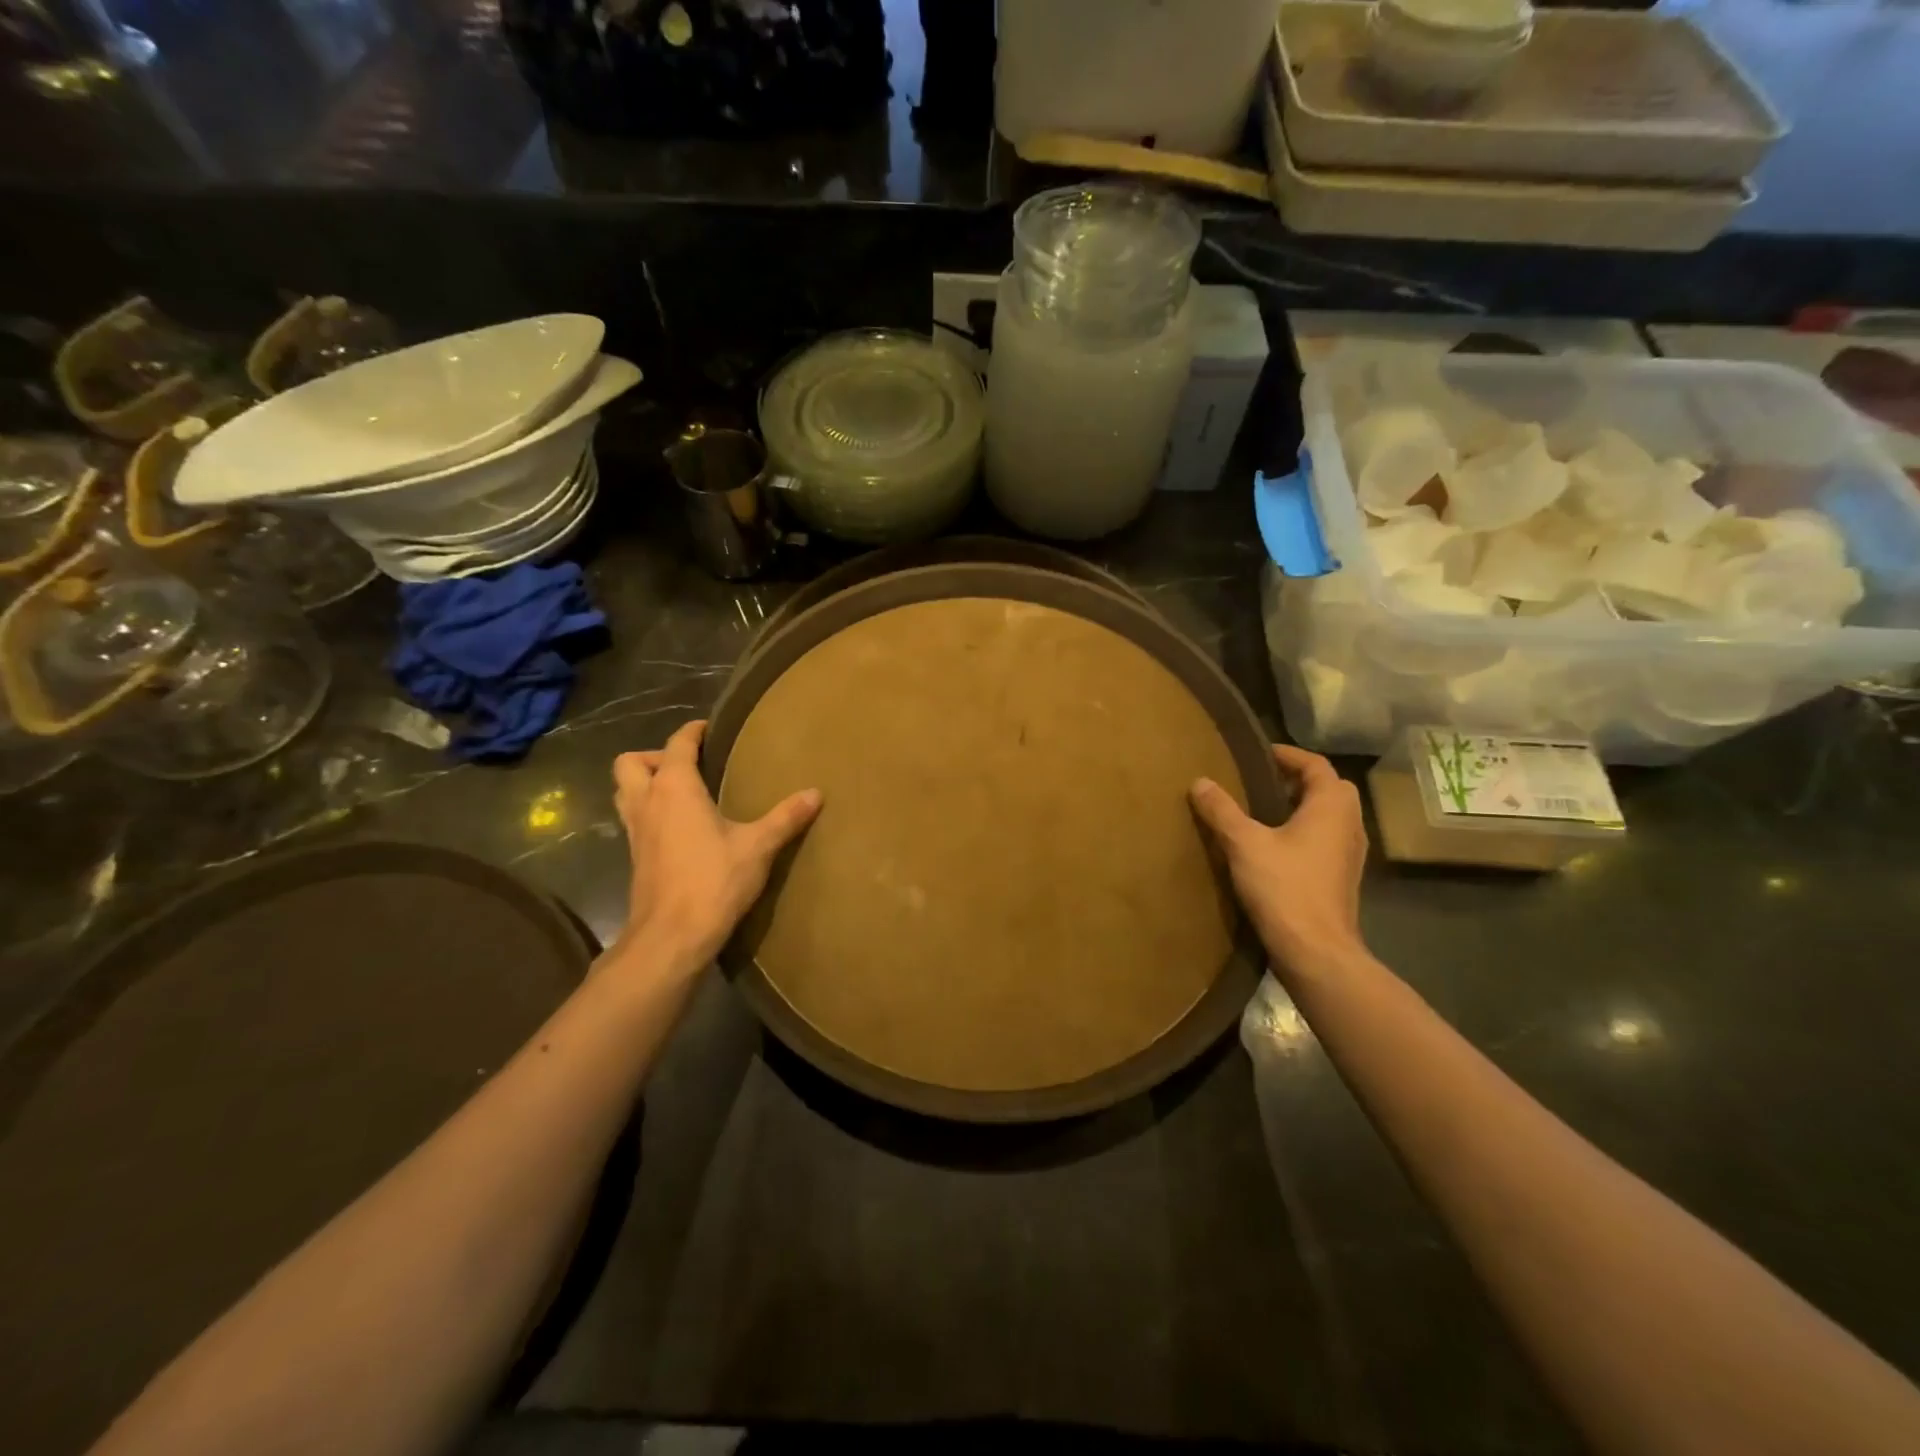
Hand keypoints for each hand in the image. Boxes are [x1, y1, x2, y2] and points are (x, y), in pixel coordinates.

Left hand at [609, 719, 821, 971]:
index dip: (692, 732)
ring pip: (624, 791)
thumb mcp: (758, 846)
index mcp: (674, 788)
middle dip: (654, 756)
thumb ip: (786, 817)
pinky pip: (633, 818)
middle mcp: (647, 802)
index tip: (709, 728)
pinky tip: (679, 828)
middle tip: (688, 766)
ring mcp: (634, 831)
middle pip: (630, 762)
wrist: (671, 936)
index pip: (676, 744)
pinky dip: (649, 811)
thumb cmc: (713, 881)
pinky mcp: (633, 857)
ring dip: (644, 783)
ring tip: (680, 792)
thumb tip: (816, 793)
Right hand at [1190, 743, 1368, 978]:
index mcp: (1331, 806)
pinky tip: (1275, 847)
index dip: (1288, 755)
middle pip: (1329, 789)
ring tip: (1263, 812)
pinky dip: (1304, 833)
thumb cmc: (1284, 887)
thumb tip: (1200, 781)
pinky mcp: (1342, 878)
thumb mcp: (1244, 843)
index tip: (1260, 754)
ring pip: (1329, 816)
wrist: (1316, 951)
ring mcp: (1350, 854)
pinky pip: (1325, 840)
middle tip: (1261, 781)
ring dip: (1302, 808)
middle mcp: (1349, 824)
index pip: (1316, 765)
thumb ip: (1221, 810)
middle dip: (1298, 780)